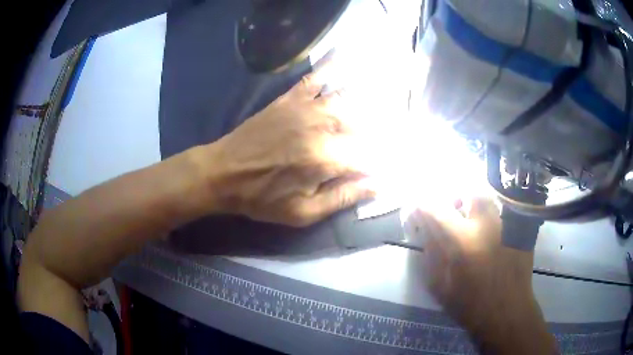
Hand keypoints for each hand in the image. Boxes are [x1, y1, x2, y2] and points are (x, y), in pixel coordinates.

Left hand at [194, 64, 373, 226]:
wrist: (223, 172)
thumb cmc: (262, 198)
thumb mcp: (302, 212)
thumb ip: (342, 197)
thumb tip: (378, 185)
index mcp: (325, 159)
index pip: (369, 156)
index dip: (380, 163)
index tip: (382, 169)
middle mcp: (321, 127)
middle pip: (363, 126)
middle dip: (376, 136)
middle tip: (378, 145)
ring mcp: (305, 108)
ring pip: (347, 100)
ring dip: (365, 104)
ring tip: (378, 107)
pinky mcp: (290, 99)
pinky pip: (315, 78)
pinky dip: (332, 68)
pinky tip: (346, 58)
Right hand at [405, 197, 555, 353]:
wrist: (507, 312)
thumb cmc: (471, 305)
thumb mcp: (440, 287)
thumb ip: (431, 255)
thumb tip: (424, 229)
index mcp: (463, 242)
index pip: (436, 209)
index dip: (421, 206)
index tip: (416, 210)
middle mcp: (486, 225)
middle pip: (469, 190)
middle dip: (455, 195)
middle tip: (451, 209)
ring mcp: (506, 224)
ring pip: (489, 197)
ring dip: (474, 203)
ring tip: (471, 218)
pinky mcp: (519, 228)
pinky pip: (502, 209)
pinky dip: (491, 213)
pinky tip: (489, 230)